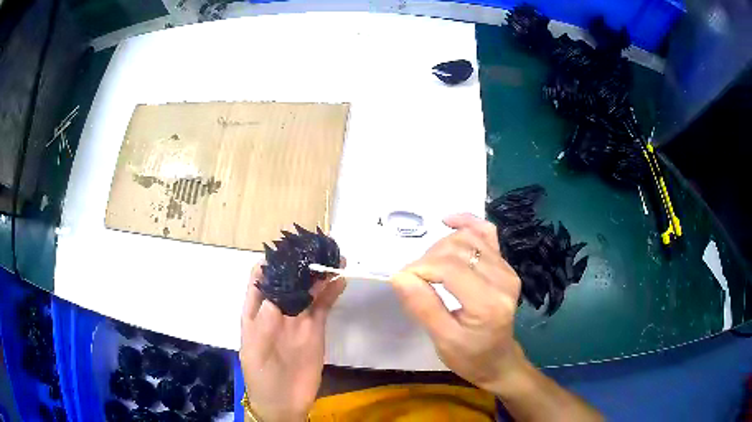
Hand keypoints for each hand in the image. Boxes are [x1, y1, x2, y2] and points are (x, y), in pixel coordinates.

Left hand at [239, 261, 346, 421]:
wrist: (283, 403)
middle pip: (289, 280)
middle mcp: (277, 310)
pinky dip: (331, 293)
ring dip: (319, 275)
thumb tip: (278, 291)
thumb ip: (264, 322)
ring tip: (334, 259)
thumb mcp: (255, 349)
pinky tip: (340, 281)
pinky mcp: (315, 330)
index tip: (288, 250)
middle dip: (301, 264)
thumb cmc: (260, 376)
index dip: (272, 261)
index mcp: (256, 311)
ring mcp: (298, 319)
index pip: (261, 278)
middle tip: (318, 250)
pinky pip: (323, 307)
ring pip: (308, 290)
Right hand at [391, 213, 525, 393]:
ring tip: (428, 265)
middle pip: (457, 249)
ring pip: (468, 238)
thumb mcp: (443, 341)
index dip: (419, 268)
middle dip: (427, 259)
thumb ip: (423, 307)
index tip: (402, 281)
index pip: (448, 267)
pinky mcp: (505, 265)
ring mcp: (507, 269)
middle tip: (413, 280)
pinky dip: (467, 223)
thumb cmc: (470, 357)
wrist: (499, 360)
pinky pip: (487, 234)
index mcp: (488, 303)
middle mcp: (503, 279)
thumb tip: (399, 276)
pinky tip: (448, 222)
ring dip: (441, 245)